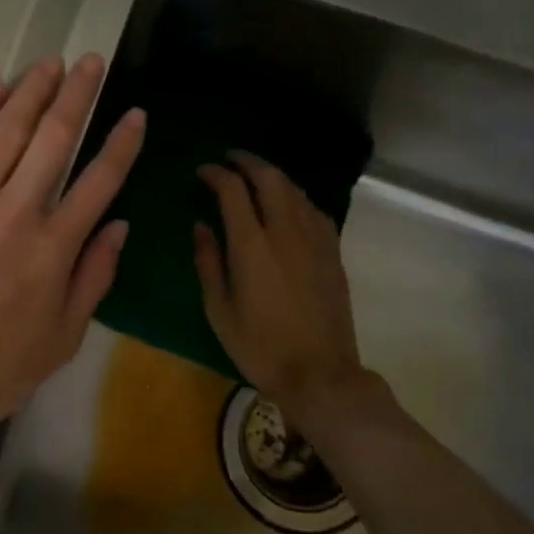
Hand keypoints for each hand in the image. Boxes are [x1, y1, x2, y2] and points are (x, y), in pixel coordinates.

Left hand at [0, 55, 145, 499]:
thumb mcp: (59, 343)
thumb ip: (93, 280)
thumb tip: (119, 227)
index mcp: (54, 248)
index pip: (100, 181)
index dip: (122, 143)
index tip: (135, 112)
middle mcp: (16, 212)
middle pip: (54, 138)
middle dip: (77, 94)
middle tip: (90, 60)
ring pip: (5, 131)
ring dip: (31, 91)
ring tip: (49, 62)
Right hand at [192, 152, 380, 423]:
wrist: (320, 375)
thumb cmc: (260, 346)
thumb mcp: (219, 309)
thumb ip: (208, 261)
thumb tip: (201, 225)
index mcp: (252, 245)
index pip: (233, 190)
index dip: (216, 173)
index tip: (203, 171)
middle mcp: (285, 232)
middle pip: (270, 178)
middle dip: (248, 161)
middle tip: (230, 158)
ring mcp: (314, 240)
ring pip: (295, 189)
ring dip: (273, 175)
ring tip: (255, 176)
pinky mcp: (332, 252)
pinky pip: (313, 209)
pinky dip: (295, 196)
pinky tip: (288, 204)